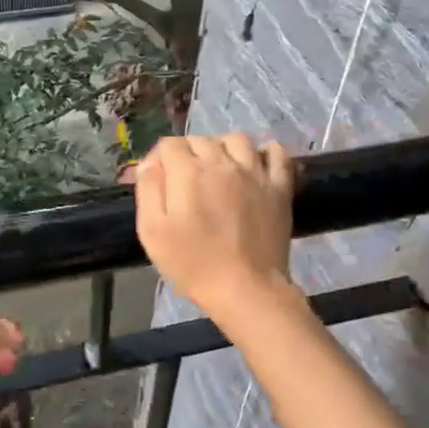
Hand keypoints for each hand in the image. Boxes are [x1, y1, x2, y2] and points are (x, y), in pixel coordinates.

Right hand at [132, 133, 296, 324]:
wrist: (245, 287)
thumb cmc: (192, 263)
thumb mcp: (152, 231)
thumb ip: (148, 189)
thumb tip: (150, 162)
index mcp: (188, 172)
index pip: (169, 144)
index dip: (159, 159)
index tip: (158, 179)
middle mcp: (222, 162)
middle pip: (201, 139)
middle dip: (188, 153)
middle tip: (184, 182)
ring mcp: (255, 172)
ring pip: (236, 139)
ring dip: (222, 147)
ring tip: (218, 169)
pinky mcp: (279, 187)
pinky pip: (276, 153)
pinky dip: (265, 152)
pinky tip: (256, 164)